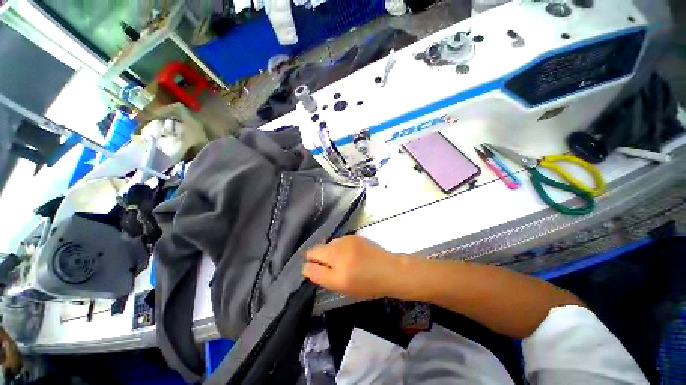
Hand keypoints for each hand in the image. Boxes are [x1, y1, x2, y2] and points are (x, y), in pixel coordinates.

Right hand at [303, 235, 405, 298]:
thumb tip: (310, 268)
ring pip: (325, 244)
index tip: (311, 269)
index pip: (310, 268)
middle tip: (324, 263)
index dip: (308, 268)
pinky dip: (337, 246)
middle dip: (314, 257)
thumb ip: (325, 277)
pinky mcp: (352, 235)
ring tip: (339, 258)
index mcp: (338, 276)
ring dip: (327, 251)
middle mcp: (339, 256)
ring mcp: (345, 242)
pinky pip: (337, 240)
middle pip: (314, 251)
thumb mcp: (344, 288)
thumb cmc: (368, 285)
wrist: (389, 269)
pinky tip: (348, 252)